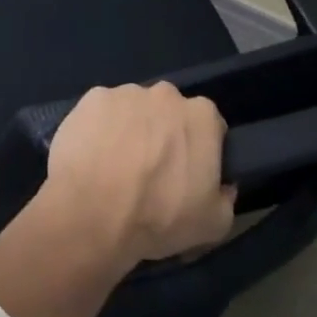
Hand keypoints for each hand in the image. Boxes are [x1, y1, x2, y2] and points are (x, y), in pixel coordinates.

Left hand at [42, 81, 237, 264]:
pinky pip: (102, 112)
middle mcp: (165, 94)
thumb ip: (225, 198)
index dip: (200, 149)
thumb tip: (223, 186)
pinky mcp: (91, 97)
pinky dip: (100, 129)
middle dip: (164, 134)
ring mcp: (125, 92)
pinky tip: (92, 157)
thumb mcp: (212, 224)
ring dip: (130, 130)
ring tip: (115, 167)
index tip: (189, 173)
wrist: (92, 211)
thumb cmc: (158, 216)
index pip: (209, 126)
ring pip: (133, 109)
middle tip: (150, 170)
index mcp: (201, 116)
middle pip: (169, 112)